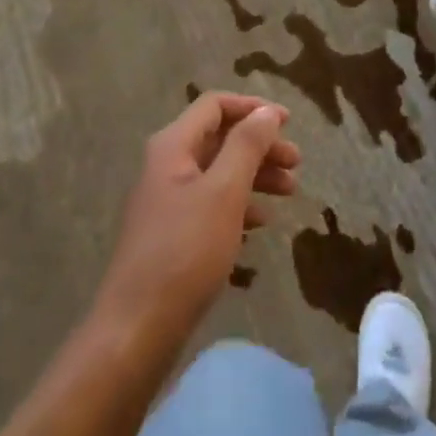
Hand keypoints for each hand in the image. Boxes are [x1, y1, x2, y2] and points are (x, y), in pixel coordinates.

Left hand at [94, 94, 299, 349]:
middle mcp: (168, 165)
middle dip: (260, 145)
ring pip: (219, 171)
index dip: (253, 108)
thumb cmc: (185, 252)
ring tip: (290, 192)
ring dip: (255, 174)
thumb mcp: (224, 192)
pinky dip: (240, 204)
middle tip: (297, 163)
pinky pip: (212, 203)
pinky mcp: (174, 233)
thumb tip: (266, 111)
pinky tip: (261, 224)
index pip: (215, 105)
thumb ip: (246, 146)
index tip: (288, 123)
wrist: (138, 329)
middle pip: (220, 138)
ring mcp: (168, 200)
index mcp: (173, 146)